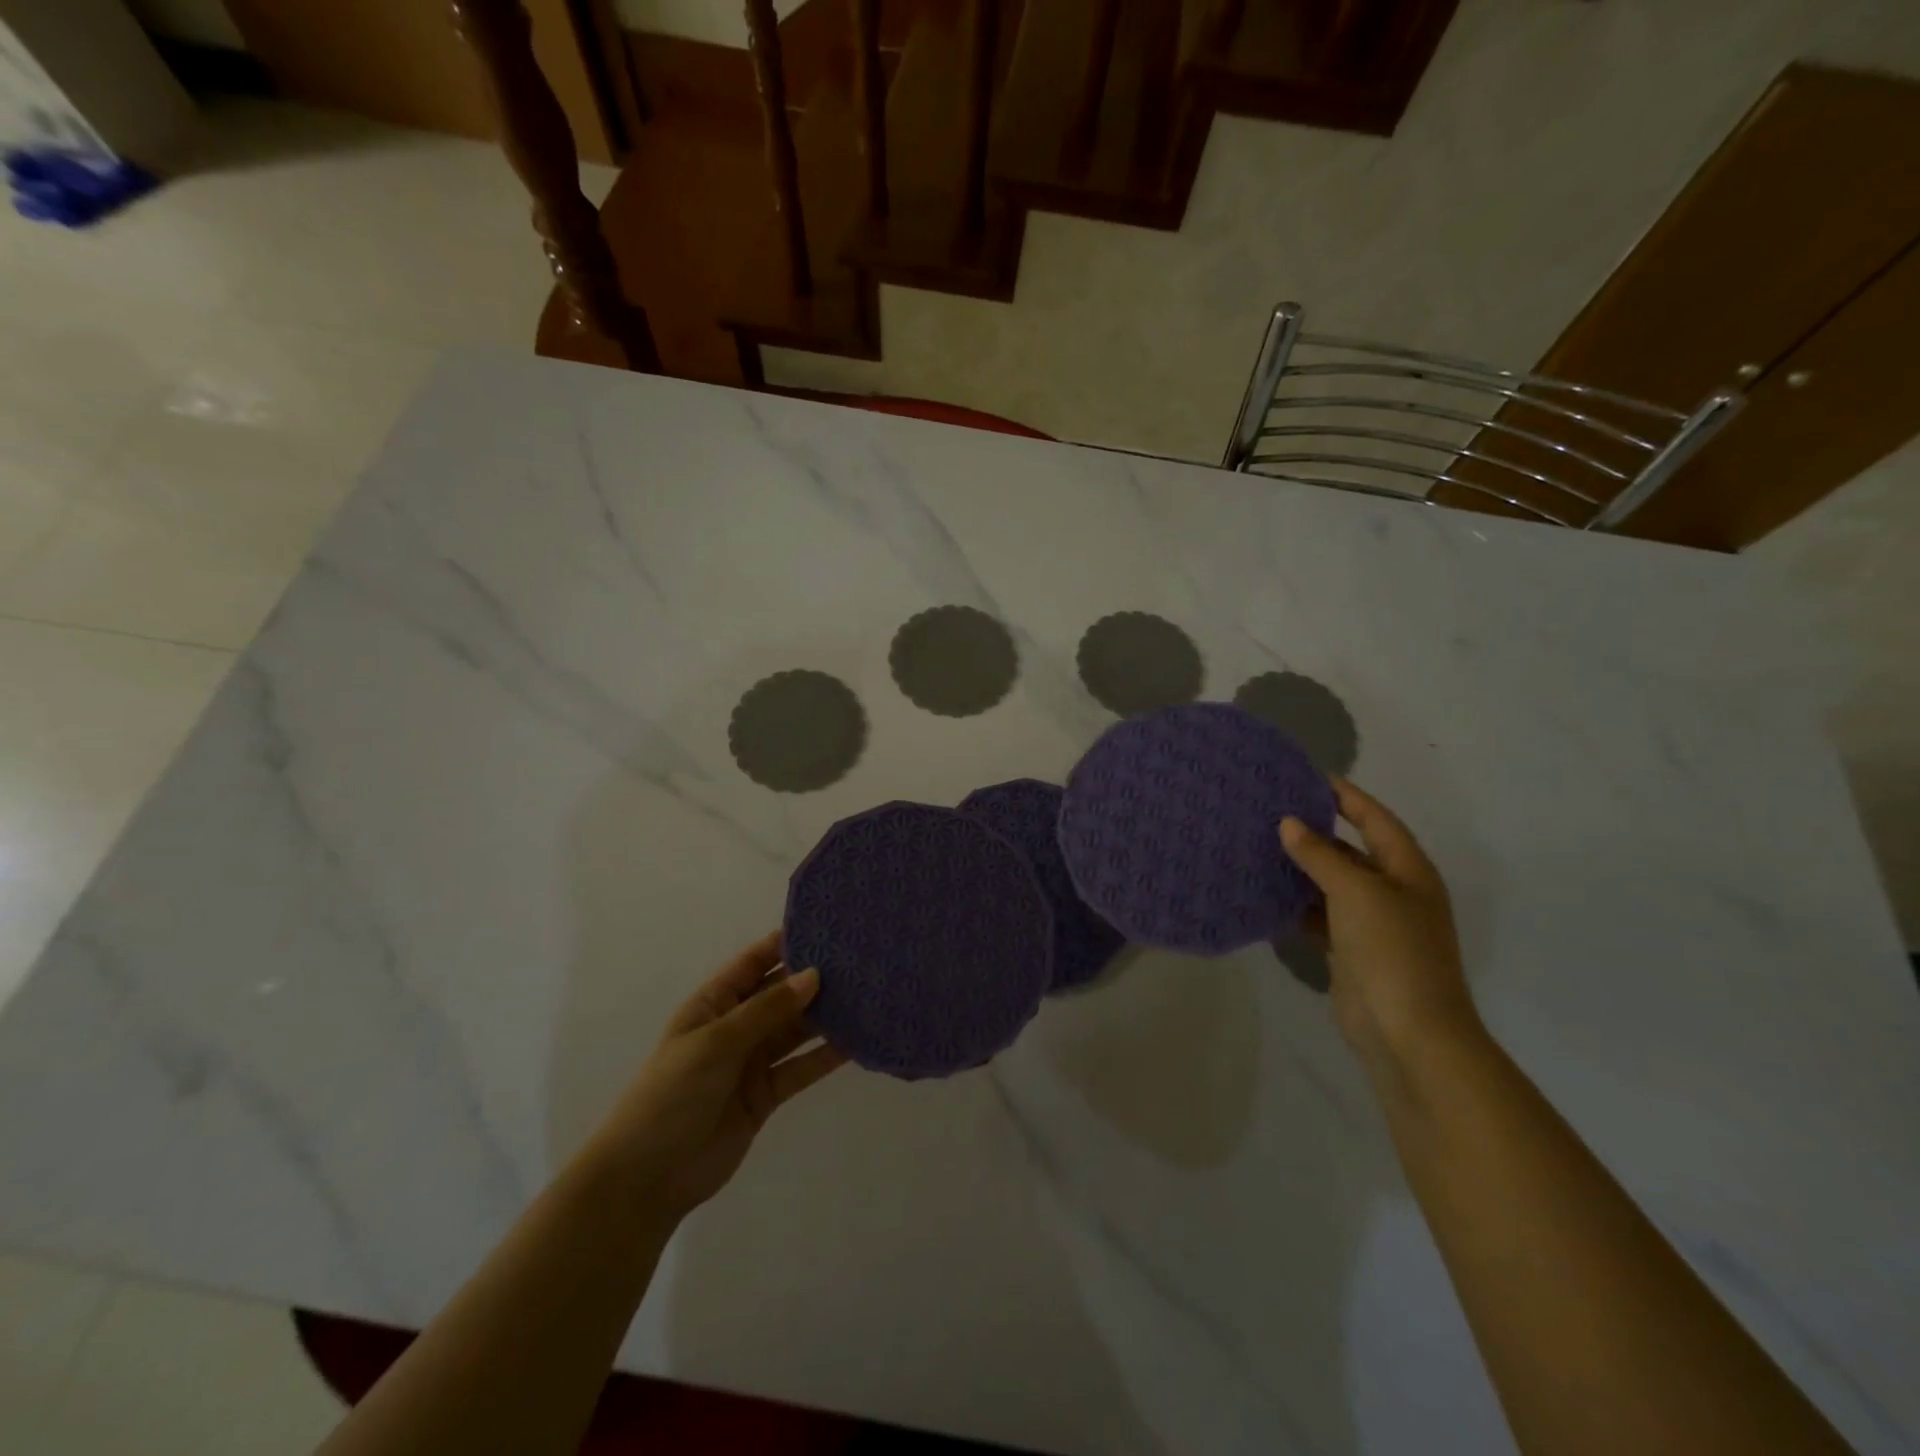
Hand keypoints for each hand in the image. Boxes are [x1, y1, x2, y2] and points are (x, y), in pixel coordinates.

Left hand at [589, 932, 846, 1221]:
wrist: (647, 1178)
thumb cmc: (671, 1094)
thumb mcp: (716, 1042)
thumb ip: (767, 1010)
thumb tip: (814, 975)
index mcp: (714, 1003)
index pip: (754, 962)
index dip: (785, 943)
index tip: (827, 926)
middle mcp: (736, 1026)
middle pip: (781, 994)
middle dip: (814, 978)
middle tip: (860, 960)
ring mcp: (752, 1061)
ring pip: (796, 1029)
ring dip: (826, 1015)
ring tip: (867, 995)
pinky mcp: (766, 1094)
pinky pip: (801, 1067)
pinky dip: (826, 1056)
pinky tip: (857, 1042)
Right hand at [1280, 779, 1479, 1074]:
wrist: (1407, 1032)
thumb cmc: (1391, 950)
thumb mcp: (1356, 892)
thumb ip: (1321, 856)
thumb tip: (1289, 823)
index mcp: (1407, 871)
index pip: (1375, 819)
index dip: (1345, 796)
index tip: (1307, 777)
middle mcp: (1393, 892)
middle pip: (1351, 850)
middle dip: (1314, 832)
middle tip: (1269, 812)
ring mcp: (1373, 924)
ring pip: (1331, 885)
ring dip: (1300, 870)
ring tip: (1258, 847)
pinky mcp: (1351, 952)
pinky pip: (1319, 916)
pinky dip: (1295, 906)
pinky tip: (1265, 894)